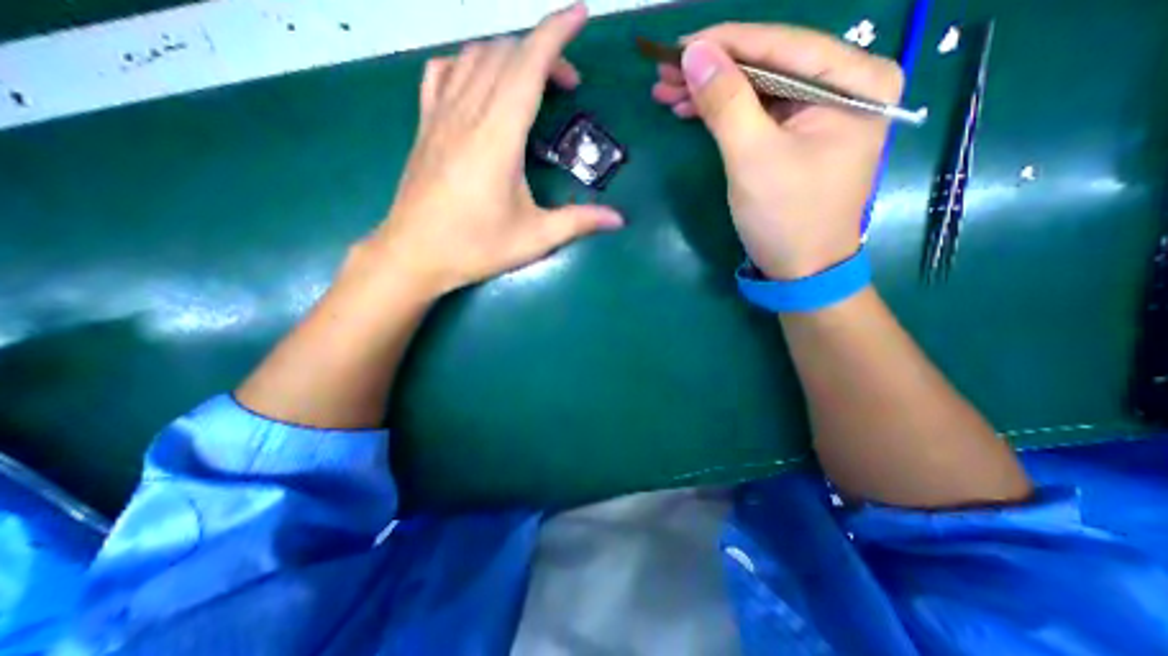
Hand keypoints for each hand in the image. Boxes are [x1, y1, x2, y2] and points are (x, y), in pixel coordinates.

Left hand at [366, 1, 623, 298]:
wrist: (414, 255)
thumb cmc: (476, 247)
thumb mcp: (535, 238)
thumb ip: (579, 222)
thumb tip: (618, 219)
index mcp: (497, 137)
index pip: (528, 64)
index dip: (556, 33)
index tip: (580, 16)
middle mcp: (467, 113)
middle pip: (506, 54)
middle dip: (544, 54)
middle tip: (569, 88)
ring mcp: (439, 115)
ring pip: (474, 56)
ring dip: (510, 57)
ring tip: (532, 85)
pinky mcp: (425, 125)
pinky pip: (443, 72)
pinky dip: (468, 64)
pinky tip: (481, 84)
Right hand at [652, 24, 906, 275]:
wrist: (800, 270)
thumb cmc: (785, 217)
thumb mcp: (753, 159)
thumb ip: (726, 102)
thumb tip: (695, 53)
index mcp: (854, 81)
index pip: (781, 45)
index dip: (725, 43)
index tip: (677, 46)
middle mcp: (843, 86)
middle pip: (767, 65)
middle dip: (712, 71)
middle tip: (664, 75)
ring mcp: (819, 112)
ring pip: (756, 88)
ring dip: (711, 92)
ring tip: (668, 94)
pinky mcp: (797, 136)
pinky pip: (756, 113)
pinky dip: (723, 113)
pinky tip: (691, 111)